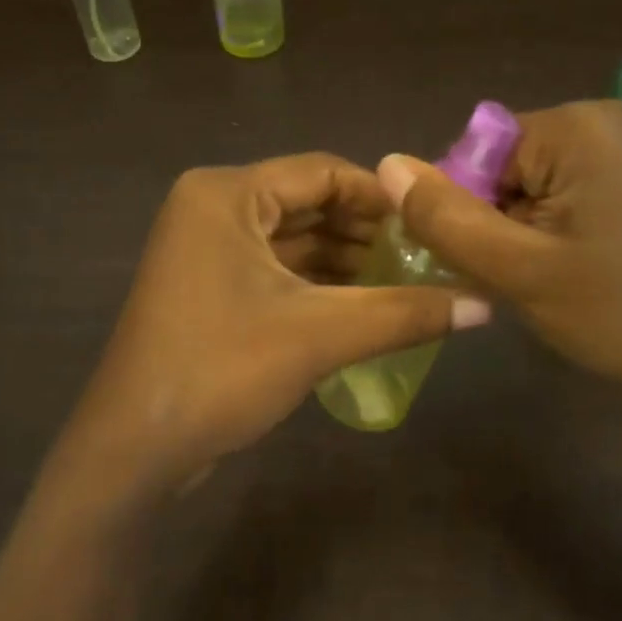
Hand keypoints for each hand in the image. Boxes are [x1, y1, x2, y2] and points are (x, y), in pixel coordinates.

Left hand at [65, 153, 490, 488]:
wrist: (135, 448)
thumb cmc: (221, 371)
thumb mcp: (320, 335)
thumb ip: (405, 313)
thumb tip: (486, 304)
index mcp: (227, 195)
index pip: (323, 172)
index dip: (384, 198)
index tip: (435, 227)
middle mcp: (212, 211)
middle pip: (309, 206)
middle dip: (368, 235)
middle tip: (429, 262)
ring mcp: (205, 254)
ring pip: (293, 245)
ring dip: (347, 265)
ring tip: (408, 289)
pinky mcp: (207, 293)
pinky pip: (275, 275)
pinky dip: (318, 289)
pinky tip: (364, 311)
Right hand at [382, 100, 621, 452]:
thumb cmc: (618, 313)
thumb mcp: (518, 270)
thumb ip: (446, 219)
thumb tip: (386, 164)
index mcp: (574, 127)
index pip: (472, 153)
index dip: (462, 211)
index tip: (484, 265)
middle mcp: (600, 121)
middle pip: (500, 168)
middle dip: (492, 224)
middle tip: (517, 281)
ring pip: (525, 188)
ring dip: (517, 235)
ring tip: (545, 282)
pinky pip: (559, 197)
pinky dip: (546, 234)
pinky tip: (567, 274)